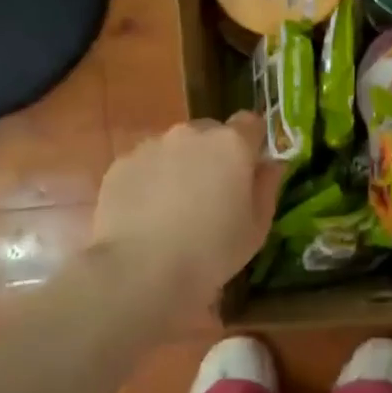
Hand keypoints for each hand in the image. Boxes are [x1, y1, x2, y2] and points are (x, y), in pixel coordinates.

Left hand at [92, 113, 284, 302]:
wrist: (142, 269)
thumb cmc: (212, 251)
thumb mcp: (257, 227)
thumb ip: (267, 187)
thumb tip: (270, 165)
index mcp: (232, 144)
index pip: (250, 122)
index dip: (252, 143)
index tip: (249, 169)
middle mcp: (191, 134)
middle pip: (210, 132)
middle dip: (214, 154)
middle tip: (212, 193)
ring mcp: (152, 146)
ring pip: (174, 147)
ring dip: (180, 166)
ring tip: (174, 208)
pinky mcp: (121, 164)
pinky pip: (145, 164)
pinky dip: (150, 180)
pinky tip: (147, 214)